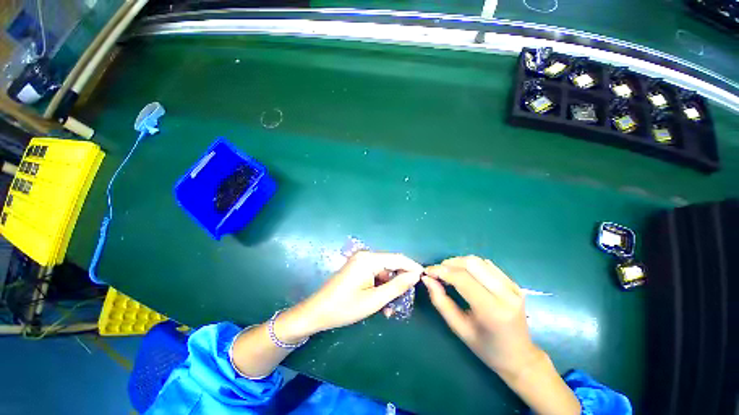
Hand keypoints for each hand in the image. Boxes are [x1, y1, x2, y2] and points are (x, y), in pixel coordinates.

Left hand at [276, 251, 422, 341]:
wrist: (317, 312)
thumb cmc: (345, 307)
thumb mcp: (374, 300)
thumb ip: (397, 286)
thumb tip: (415, 275)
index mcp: (369, 259)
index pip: (397, 258)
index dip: (412, 266)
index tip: (424, 276)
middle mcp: (365, 255)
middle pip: (391, 264)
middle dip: (400, 280)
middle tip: (407, 298)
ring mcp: (360, 261)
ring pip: (384, 271)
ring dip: (390, 287)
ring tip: (391, 307)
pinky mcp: (357, 267)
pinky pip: (375, 274)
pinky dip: (381, 286)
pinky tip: (381, 301)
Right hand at [423, 256, 541, 379]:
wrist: (520, 357)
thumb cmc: (486, 348)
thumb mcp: (459, 328)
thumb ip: (440, 301)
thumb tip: (427, 279)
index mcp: (492, 310)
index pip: (462, 279)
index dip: (441, 271)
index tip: (427, 272)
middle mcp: (506, 294)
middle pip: (471, 264)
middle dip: (449, 263)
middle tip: (437, 272)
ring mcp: (513, 287)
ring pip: (479, 261)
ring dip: (459, 262)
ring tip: (448, 272)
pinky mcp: (514, 283)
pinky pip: (487, 265)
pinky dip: (471, 265)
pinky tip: (464, 274)